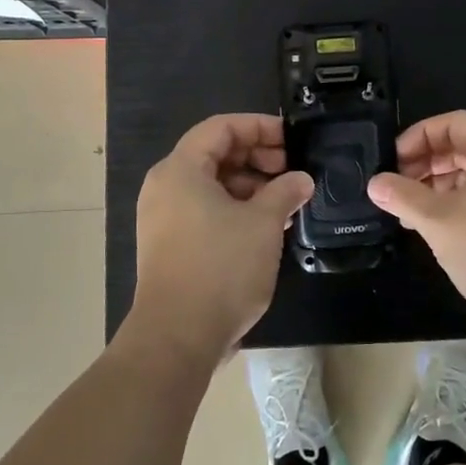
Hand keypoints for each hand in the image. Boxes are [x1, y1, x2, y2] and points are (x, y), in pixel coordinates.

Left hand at [131, 113, 314, 365]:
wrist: (177, 337)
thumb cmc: (221, 268)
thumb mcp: (263, 223)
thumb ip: (285, 191)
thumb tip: (301, 179)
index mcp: (181, 169)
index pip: (222, 127)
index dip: (260, 126)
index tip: (292, 140)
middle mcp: (166, 186)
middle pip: (215, 153)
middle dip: (258, 157)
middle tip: (293, 172)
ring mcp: (164, 217)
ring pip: (212, 184)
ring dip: (251, 186)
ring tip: (286, 201)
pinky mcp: (170, 244)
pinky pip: (205, 210)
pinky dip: (235, 209)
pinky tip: (267, 226)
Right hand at [368, 111, 465, 340]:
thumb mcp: (438, 220)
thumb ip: (403, 197)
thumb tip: (375, 183)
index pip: (454, 122)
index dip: (419, 136)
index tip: (393, 161)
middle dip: (427, 163)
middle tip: (398, 188)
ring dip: (441, 187)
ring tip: (413, 214)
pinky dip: (462, 203)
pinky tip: (441, 230)